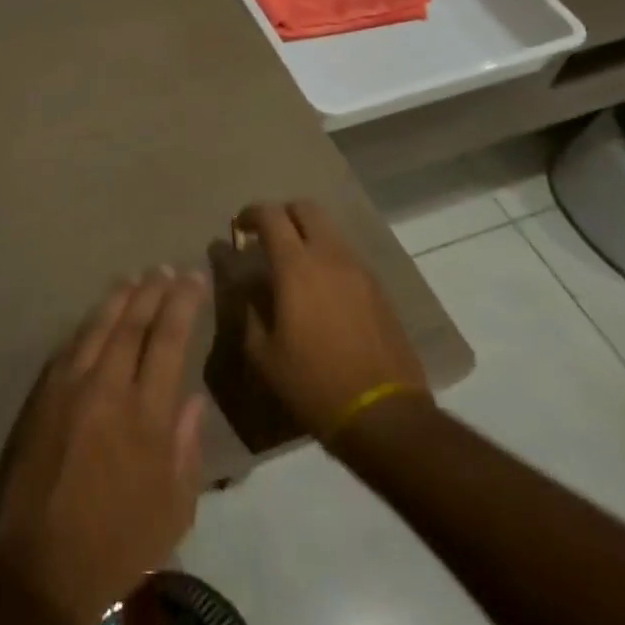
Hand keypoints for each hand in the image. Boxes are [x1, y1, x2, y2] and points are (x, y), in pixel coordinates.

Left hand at [0, 269, 207, 624]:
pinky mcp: (42, 393)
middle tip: (167, 269)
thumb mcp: (173, 511)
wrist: (37, 566)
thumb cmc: (116, 547)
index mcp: (145, 415)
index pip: (168, 340)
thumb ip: (186, 447)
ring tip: (136, 277)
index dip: (183, 304)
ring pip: (99, 325)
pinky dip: (89, 324)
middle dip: (153, 291)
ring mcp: (69, 386)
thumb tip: (193, 398)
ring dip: (120, 297)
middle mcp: (107, 387)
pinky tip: (98, 316)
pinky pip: (71, 345)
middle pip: (133, 323)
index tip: (194, 278)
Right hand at [236, 200, 427, 437]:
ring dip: (308, 236)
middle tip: (267, 238)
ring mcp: (360, 271)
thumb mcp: (263, 354)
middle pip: (306, 208)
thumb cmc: (313, 384)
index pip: (270, 215)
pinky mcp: (379, 290)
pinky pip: (347, 257)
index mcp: (297, 267)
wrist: (385, 416)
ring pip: (330, 230)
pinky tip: (321, 292)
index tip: (239, 229)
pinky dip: (328, 259)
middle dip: (282, 215)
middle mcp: (330, 257)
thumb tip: (245, 286)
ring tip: (294, 268)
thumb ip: (248, 310)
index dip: (250, 214)